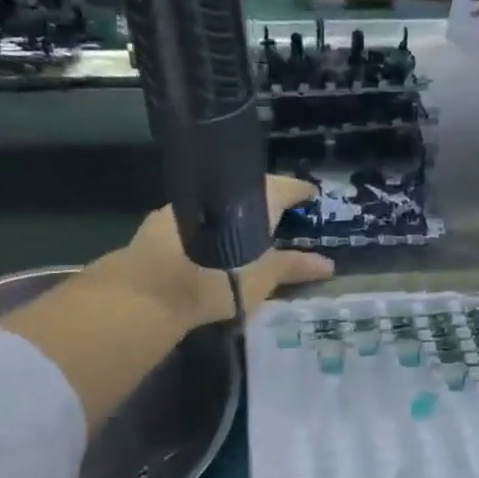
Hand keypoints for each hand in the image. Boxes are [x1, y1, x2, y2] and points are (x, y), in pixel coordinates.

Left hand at [114, 176, 333, 330]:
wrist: (149, 291)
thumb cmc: (217, 280)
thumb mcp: (262, 278)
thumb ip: (293, 268)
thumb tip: (328, 265)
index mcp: (248, 199)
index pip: (282, 186)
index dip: (298, 190)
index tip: (310, 194)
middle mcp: (216, 192)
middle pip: (248, 191)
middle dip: (265, 201)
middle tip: (280, 213)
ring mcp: (185, 205)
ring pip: (218, 203)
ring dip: (233, 212)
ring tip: (246, 229)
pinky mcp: (158, 223)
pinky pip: (195, 217)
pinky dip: (210, 224)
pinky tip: (210, 242)